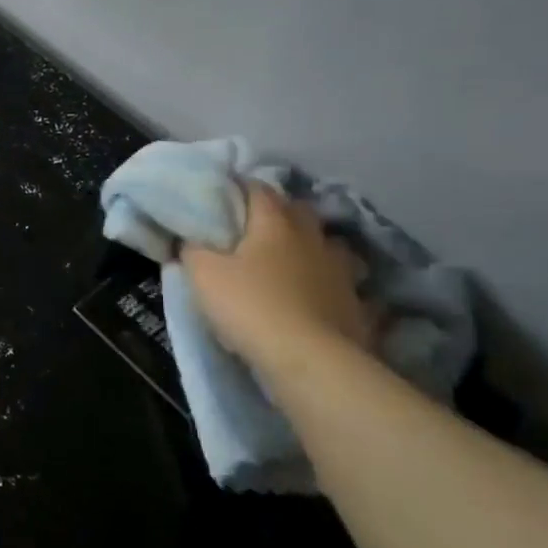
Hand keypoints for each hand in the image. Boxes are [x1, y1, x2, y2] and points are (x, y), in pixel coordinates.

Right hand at [180, 184, 377, 375]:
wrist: (309, 360)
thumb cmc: (249, 305)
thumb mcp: (202, 274)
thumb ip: (193, 249)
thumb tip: (190, 237)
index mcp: (274, 223)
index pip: (258, 188)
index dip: (239, 188)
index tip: (223, 194)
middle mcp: (313, 237)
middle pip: (298, 211)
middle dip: (279, 213)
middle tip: (255, 226)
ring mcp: (342, 270)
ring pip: (329, 245)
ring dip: (312, 247)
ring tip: (294, 260)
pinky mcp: (358, 303)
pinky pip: (346, 284)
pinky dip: (333, 285)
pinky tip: (322, 295)